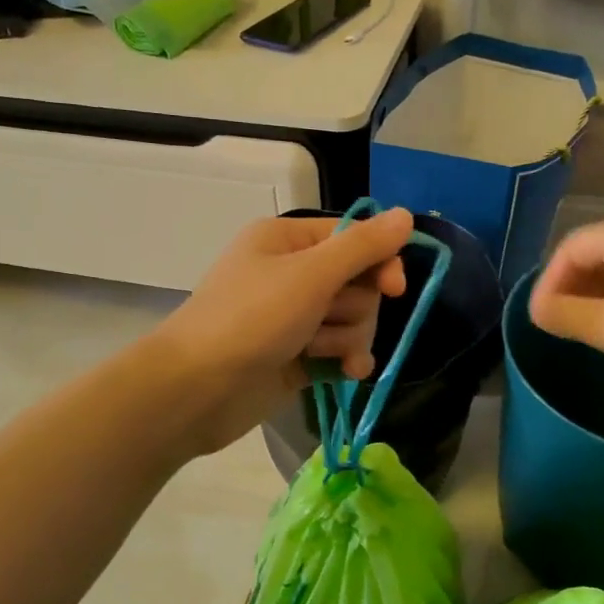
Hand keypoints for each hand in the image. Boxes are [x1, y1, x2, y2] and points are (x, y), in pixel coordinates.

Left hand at [152, 209, 411, 452]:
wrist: (198, 388)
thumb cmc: (251, 318)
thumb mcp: (311, 274)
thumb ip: (362, 247)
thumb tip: (406, 215)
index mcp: (288, 240)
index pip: (354, 238)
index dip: (379, 261)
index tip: (394, 288)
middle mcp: (292, 273)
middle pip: (357, 282)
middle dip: (354, 307)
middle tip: (327, 320)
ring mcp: (294, 318)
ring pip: (352, 320)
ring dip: (344, 337)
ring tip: (317, 351)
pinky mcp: (297, 356)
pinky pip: (340, 350)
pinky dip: (346, 360)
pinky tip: (348, 373)